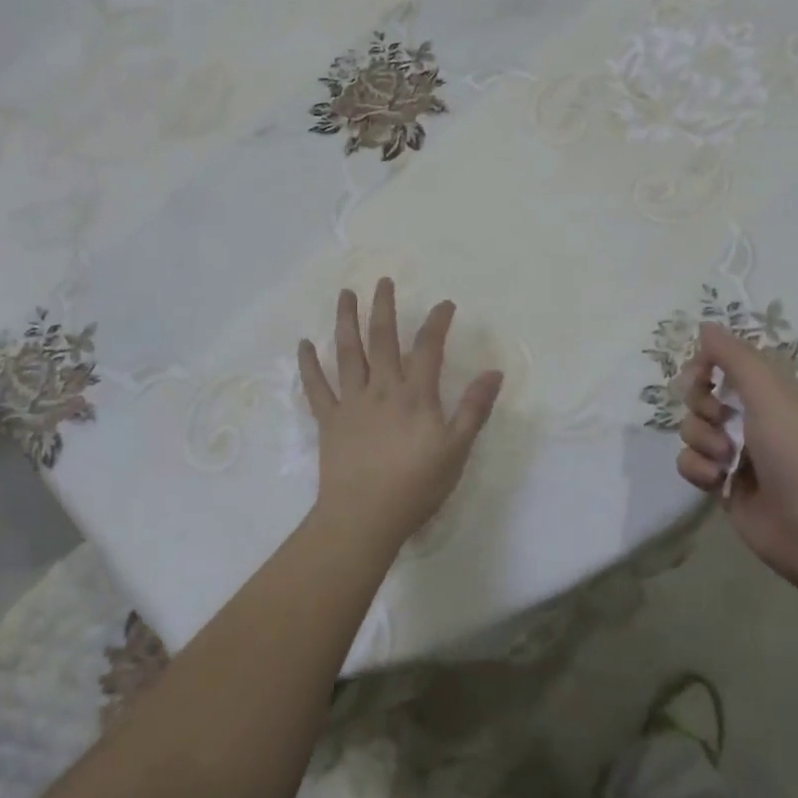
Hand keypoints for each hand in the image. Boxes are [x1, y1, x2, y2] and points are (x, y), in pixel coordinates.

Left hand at [298, 280, 503, 555]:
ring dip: (346, 321)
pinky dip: (309, 364)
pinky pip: (316, 386)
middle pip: (382, 338)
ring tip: (345, 294)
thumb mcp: (456, 449)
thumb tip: (493, 372)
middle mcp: (382, 388)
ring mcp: (351, 402)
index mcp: (415, 394)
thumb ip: (474, 409)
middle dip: (384, 307)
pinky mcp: (329, 420)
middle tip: (382, 281)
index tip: (444, 304)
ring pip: (348, 352)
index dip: (437, 322)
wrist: (364, 517)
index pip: (428, 347)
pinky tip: (304, 344)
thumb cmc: (416, 485)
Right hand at [676, 322, 797, 588]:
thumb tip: (705, 324)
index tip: (700, 374)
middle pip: (702, 395)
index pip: (726, 363)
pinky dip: (697, 469)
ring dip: (701, 440)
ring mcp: (736, 454)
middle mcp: (752, 419)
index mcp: (770, 393)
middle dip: (700, 404)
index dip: (706, 365)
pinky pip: (690, 464)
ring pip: (692, 430)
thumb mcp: (770, 395)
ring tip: (726, 460)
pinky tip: (716, 481)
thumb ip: (734, 358)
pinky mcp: (723, 486)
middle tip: (718, 418)